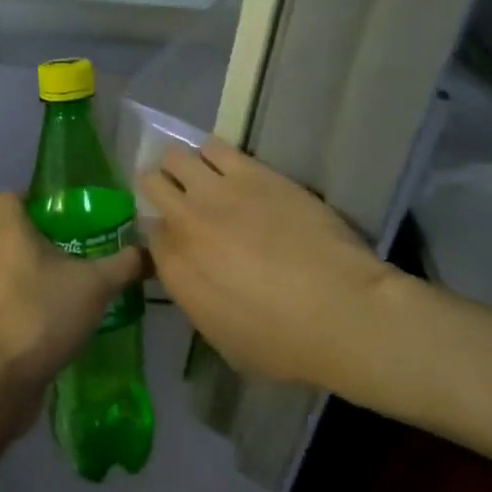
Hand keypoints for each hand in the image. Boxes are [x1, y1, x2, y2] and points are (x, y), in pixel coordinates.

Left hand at [0, 193, 145, 396]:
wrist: (6, 377)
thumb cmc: (45, 314)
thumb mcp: (96, 285)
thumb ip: (124, 264)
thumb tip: (151, 252)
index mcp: (10, 233)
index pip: (11, 196)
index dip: (34, 196)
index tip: (64, 206)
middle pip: (17, 231)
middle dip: (48, 234)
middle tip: (84, 241)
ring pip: (16, 264)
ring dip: (43, 267)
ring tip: (79, 276)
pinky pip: (16, 294)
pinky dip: (36, 295)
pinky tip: (65, 311)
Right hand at [140, 137, 396, 388]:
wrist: (341, 311)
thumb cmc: (283, 343)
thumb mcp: (222, 337)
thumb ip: (194, 295)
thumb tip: (190, 271)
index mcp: (175, 268)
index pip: (149, 232)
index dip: (161, 232)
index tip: (174, 237)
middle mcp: (185, 222)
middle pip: (152, 183)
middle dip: (159, 187)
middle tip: (177, 196)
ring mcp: (217, 191)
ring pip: (177, 156)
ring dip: (183, 166)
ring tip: (201, 176)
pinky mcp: (252, 172)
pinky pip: (215, 147)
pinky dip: (213, 154)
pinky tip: (226, 165)